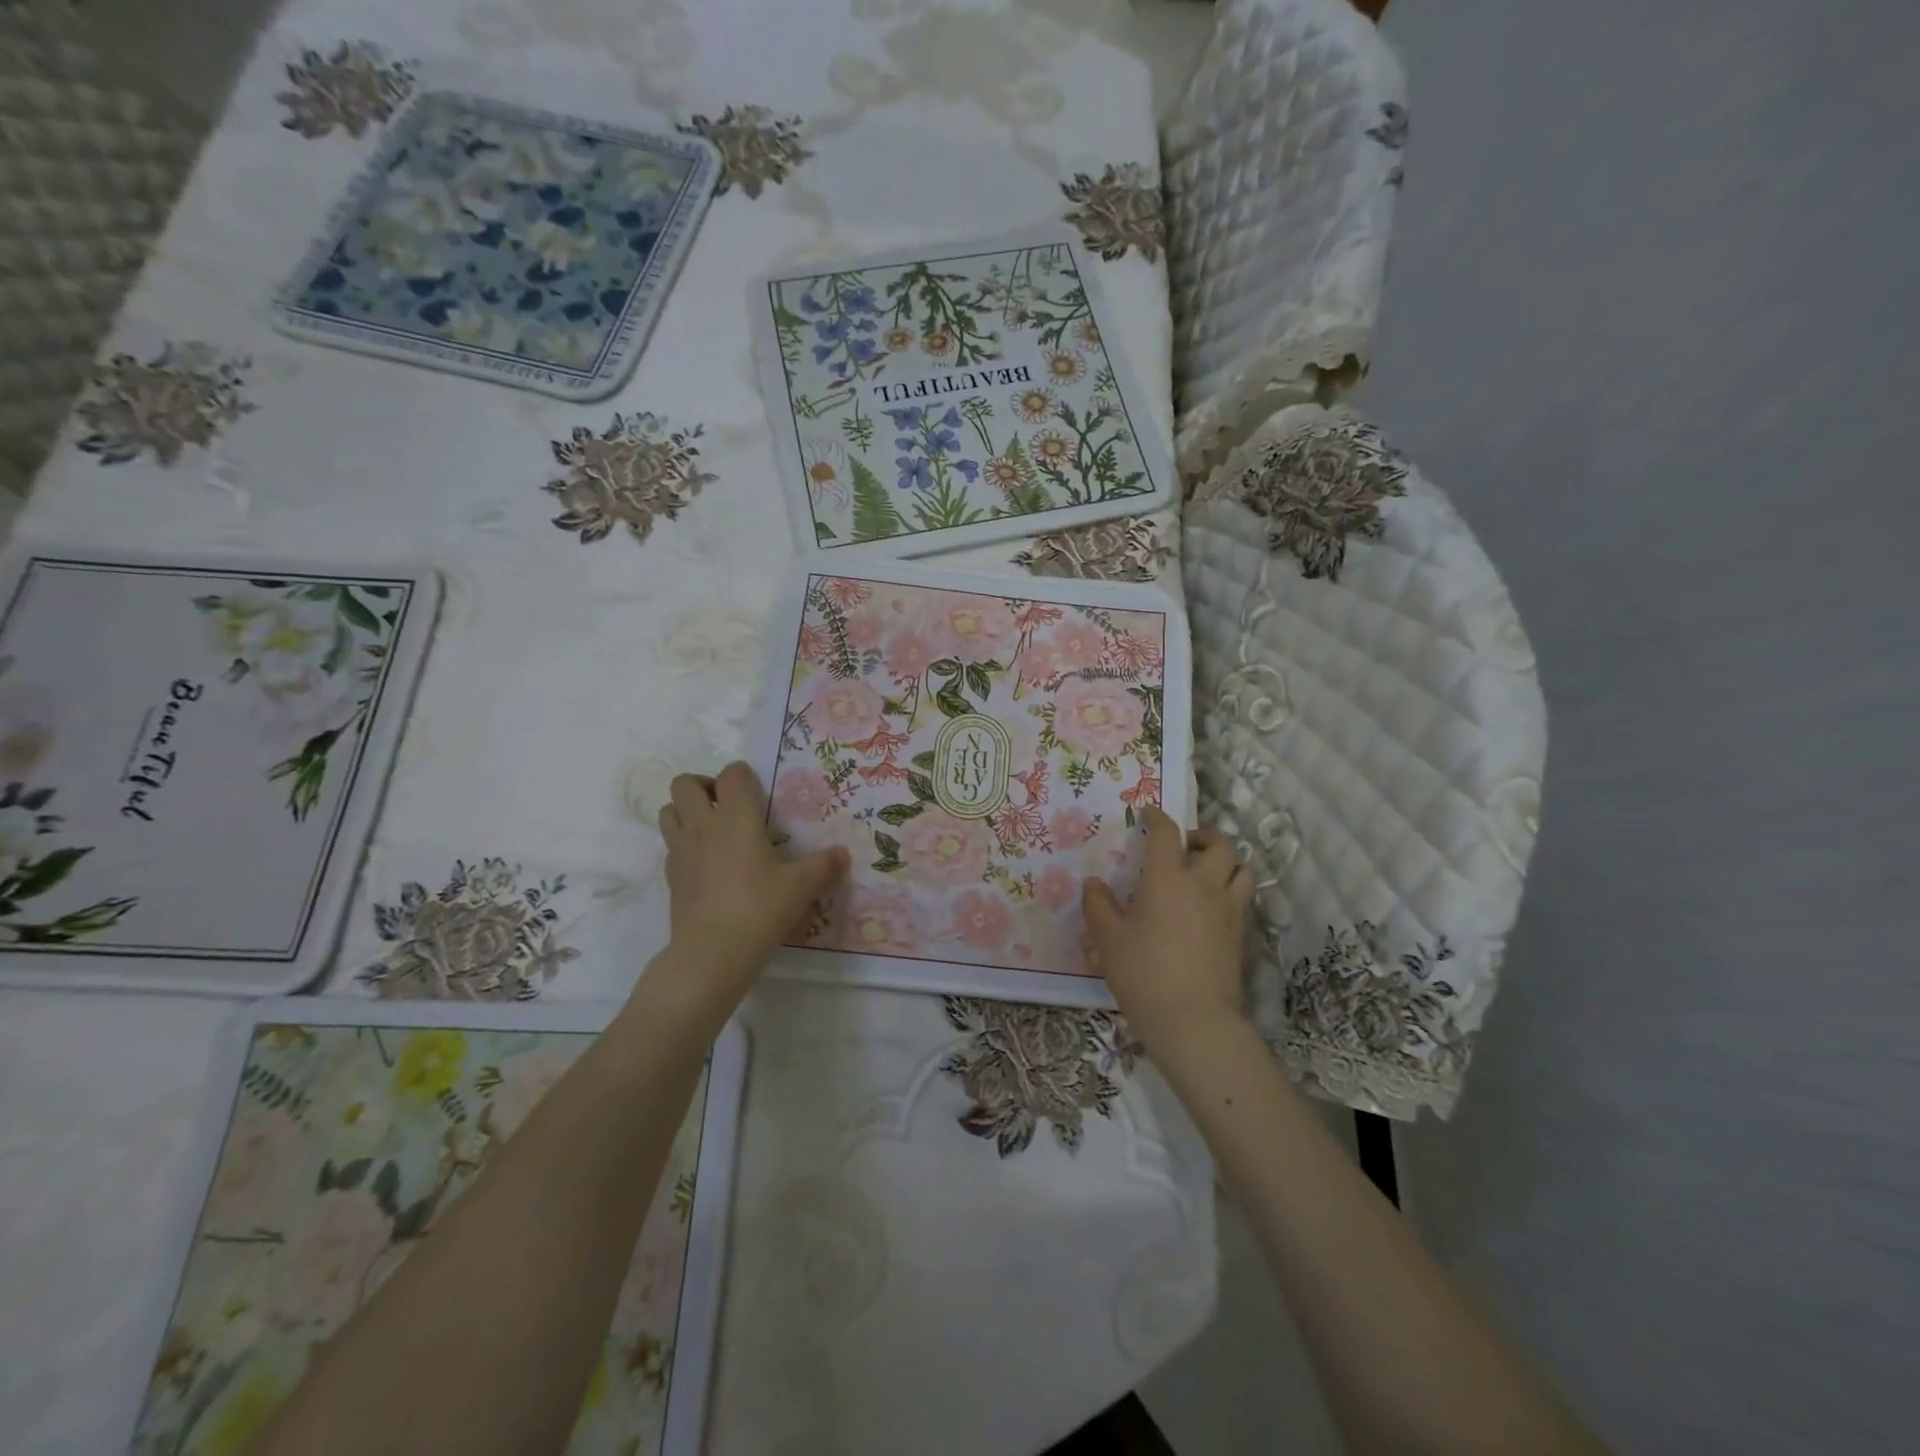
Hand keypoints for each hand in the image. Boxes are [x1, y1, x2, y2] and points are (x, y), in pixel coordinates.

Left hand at [655, 762, 847, 1009]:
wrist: (712, 953)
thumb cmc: (760, 909)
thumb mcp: (802, 887)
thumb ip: (824, 865)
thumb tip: (842, 853)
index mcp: (736, 817)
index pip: (731, 774)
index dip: (744, 776)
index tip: (759, 794)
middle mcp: (703, 825)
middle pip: (684, 784)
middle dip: (704, 786)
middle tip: (728, 807)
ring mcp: (681, 850)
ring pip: (668, 811)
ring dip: (686, 811)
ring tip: (713, 831)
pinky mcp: (670, 876)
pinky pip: (670, 845)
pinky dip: (684, 844)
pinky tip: (706, 864)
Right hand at [1083, 806, 1253, 1054]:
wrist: (1194, 1021)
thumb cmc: (1143, 974)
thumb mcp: (1108, 940)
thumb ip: (1098, 906)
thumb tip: (1094, 884)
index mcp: (1167, 878)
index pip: (1166, 833)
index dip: (1157, 818)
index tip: (1148, 813)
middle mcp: (1203, 884)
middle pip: (1219, 843)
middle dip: (1202, 835)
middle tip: (1185, 844)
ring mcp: (1228, 909)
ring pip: (1241, 869)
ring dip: (1225, 861)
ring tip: (1206, 871)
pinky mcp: (1241, 934)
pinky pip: (1243, 898)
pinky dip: (1231, 890)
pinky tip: (1212, 906)